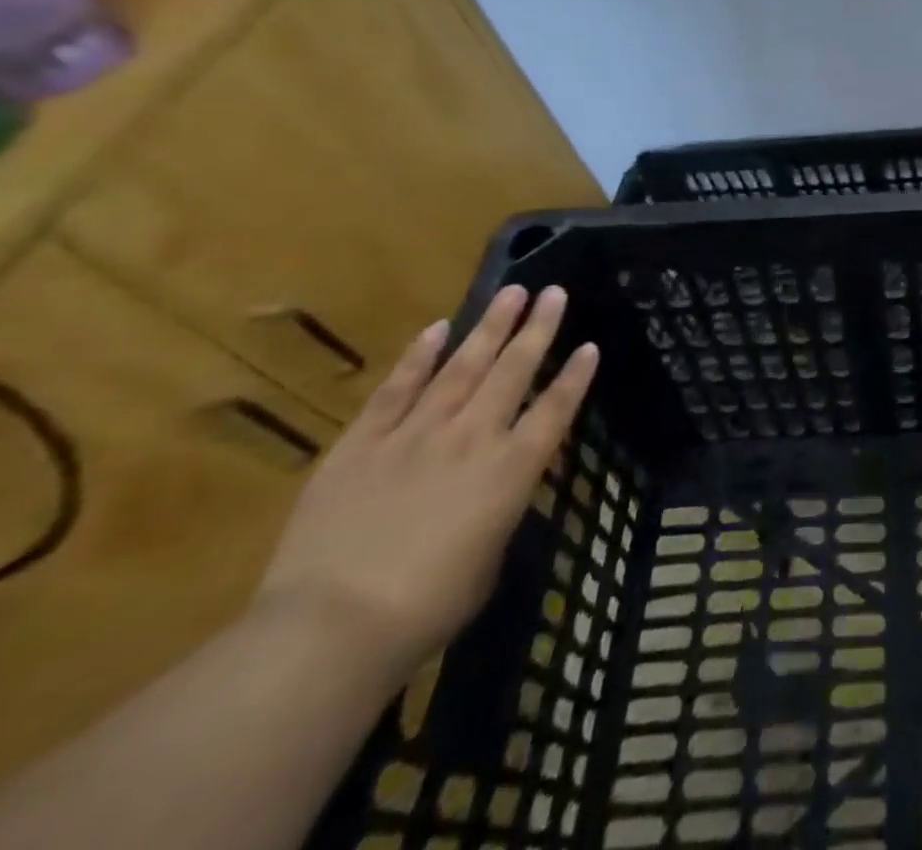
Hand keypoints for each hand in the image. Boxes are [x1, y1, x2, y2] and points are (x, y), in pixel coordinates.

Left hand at [254, 285, 598, 684]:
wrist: (331, 628)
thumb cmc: (426, 609)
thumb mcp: (488, 562)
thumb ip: (497, 514)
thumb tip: (494, 495)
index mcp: (511, 471)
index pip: (554, 410)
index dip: (575, 377)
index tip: (590, 345)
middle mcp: (472, 438)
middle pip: (513, 372)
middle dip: (538, 329)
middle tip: (554, 293)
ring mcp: (415, 435)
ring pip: (462, 367)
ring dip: (490, 327)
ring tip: (511, 292)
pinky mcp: (362, 444)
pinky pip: (397, 389)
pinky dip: (418, 357)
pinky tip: (437, 328)